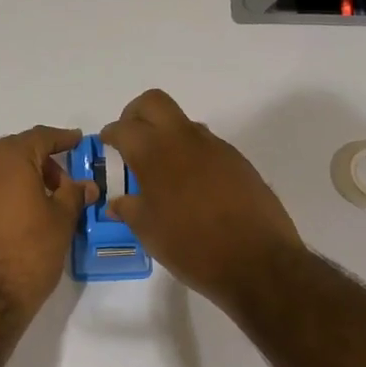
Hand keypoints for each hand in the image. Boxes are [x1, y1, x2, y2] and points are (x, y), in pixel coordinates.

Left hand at [0, 125, 98, 319]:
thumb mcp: (61, 222)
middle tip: (66, 182)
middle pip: (17, 151)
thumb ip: (74, 196)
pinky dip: (6, 195)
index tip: (78, 141)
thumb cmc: (28, 252)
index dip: (63, 139)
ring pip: (0, 172)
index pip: (41, 137)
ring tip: (47, 203)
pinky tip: (22, 217)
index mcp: (8, 158)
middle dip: (43, 161)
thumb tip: (84, 185)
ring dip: (23, 179)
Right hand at [100, 89, 302, 305]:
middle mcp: (185, 139)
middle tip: (130, 141)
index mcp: (155, 153)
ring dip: (167, 136)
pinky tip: (192, 187)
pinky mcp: (238, 161)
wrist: (258, 262)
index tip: (107, 145)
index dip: (111, 134)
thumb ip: (129, 210)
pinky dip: (191, 155)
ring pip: (184, 123)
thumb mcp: (149, 232)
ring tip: (162, 171)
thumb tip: (117, 203)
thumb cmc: (192, 247)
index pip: (124, 127)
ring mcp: (216, 147)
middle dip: (136, 115)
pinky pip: (206, 145)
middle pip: (154, 104)